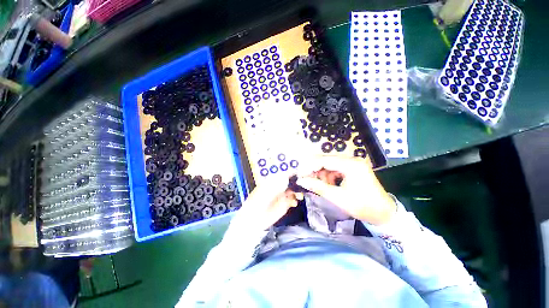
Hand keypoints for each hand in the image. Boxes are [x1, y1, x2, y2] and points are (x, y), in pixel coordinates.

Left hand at [232, 176, 301, 231]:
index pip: (285, 175)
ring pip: (293, 191)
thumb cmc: (258, 202)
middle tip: (304, 186)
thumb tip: (286, 178)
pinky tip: (294, 203)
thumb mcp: (267, 192)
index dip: (293, 175)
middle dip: (298, 183)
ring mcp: (282, 196)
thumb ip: (277, 185)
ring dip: (298, 192)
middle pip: (291, 182)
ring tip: (300, 196)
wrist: (254, 218)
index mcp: (273, 181)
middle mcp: (279, 187)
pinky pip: (293, 200)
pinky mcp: (285, 204)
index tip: (301, 175)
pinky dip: (295, 200)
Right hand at [296, 155, 395, 224]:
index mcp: (351, 165)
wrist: (384, 213)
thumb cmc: (362, 206)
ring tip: (323, 186)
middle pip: (327, 160)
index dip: (310, 166)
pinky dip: (330, 175)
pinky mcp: (354, 167)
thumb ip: (317, 187)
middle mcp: (352, 159)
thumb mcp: (337, 197)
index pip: (324, 160)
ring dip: (323, 173)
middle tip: (308, 180)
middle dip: (316, 170)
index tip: (300, 174)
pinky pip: (336, 167)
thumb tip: (301, 180)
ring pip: (330, 164)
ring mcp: (354, 163)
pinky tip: (331, 184)